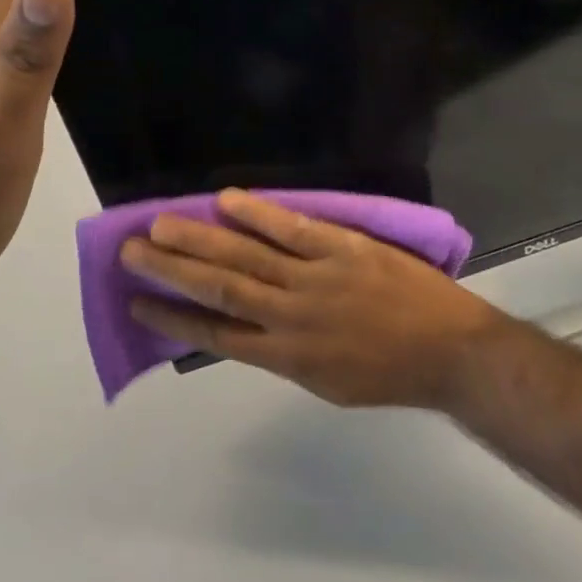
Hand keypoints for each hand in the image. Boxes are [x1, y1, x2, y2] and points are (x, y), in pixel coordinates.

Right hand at [121, 190, 506, 408]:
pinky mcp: (342, 249)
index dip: (172, 318)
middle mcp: (290, 318)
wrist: (450, 352)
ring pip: (245, 257)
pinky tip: (226, 200)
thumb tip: (243, 325)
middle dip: (170, 270)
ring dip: (199, 240)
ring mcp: (315, 280)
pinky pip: (292, 229)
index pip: (215, 334)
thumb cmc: (388, 372)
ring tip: (160, 225)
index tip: (137, 302)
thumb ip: (282, 352)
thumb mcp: (326, 382)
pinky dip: (257, 214)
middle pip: (218, 289)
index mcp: (286, 357)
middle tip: (130, 251)